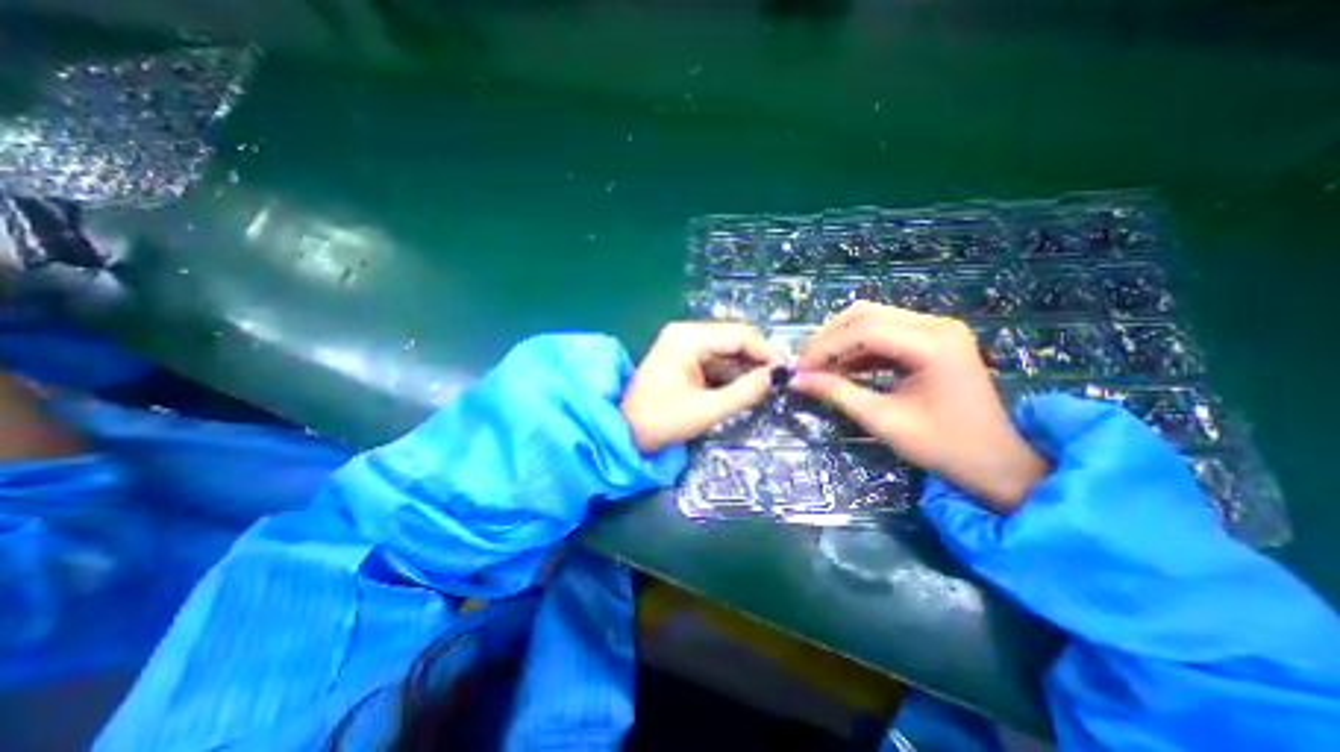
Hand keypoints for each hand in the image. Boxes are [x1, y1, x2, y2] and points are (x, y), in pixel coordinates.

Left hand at [619, 319, 782, 451]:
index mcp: (688, 338)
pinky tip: (742, 385)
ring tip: (764, 385)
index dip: (766, 351)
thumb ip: (745, 391)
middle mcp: (685, 332)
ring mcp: (682, 342)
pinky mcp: (681, 355)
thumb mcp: (708, 409)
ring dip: (745, 365)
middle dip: (757, 358)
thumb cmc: (662, 421)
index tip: (786, 371)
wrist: (625, 432)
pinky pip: (714, 357)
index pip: (739, 335)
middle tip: (777, 380)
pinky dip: (730, 370)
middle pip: (733, 337)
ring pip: (726, 348)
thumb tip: (776, 376)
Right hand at [794, 302, 1044, 510]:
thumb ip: (837, 393)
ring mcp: (936, 330)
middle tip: (804, 363)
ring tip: (817, 367)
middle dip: (829, 338)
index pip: (863, 331)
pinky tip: (841, 368)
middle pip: (865, 315)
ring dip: (841, 341)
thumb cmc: (943, 446)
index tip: (799, 369)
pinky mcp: (932, 341)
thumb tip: (796, 380)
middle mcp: (935, 325)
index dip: (825, 348)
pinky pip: (884, 335)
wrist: (996, 462)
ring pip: (872, 320)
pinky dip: (858, 349)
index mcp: (932, 344)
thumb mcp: (883, 420)